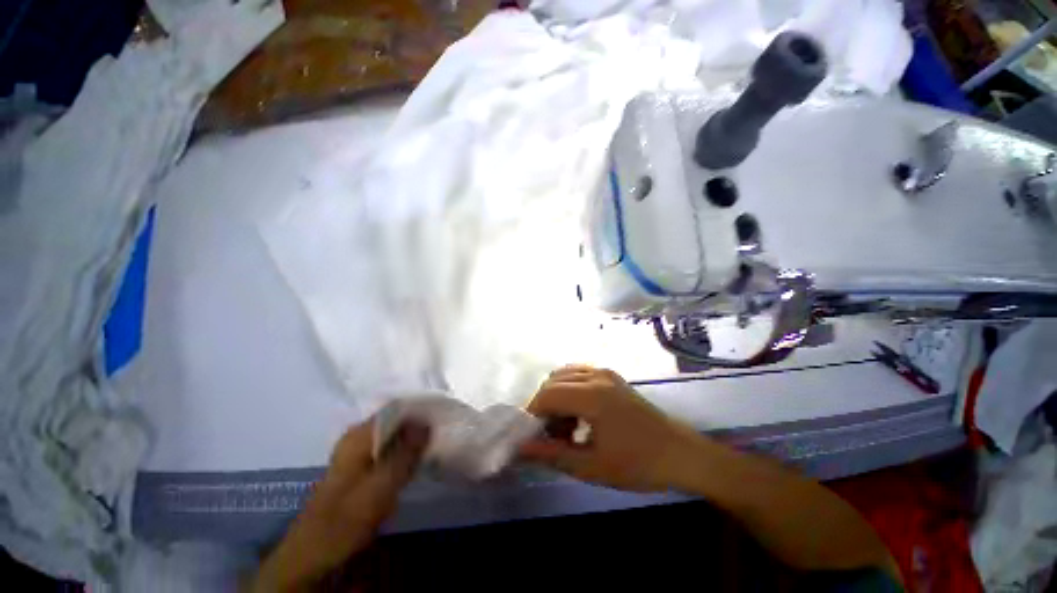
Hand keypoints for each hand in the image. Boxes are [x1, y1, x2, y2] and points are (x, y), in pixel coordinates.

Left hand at [252, 420, 428, 591]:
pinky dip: (406, 454)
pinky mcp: (363, 469)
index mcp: (359, 434)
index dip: (422, 409)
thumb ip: (404, 453)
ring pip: (396, 437)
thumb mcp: (379, 486)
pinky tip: (420, 461)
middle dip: (421, 425)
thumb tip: (428, 421)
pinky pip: (391, 452)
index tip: (445, 415)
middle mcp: (359, 437)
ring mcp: (359, 453)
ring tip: (438, 444)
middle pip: (398, 421)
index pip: (397, 407)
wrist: (315, 554)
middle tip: (445, 432)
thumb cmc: (345, 518)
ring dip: (415, 441)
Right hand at [519, 365, 702, 491]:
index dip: (533, 414)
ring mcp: (605, 373)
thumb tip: (520, 449)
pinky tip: (579, 413)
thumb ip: (552, 455)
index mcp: (592, 395)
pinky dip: (569, 390)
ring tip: (566, 426)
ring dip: (556, 397)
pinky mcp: (611, 376)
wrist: (680, 454)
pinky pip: (579, 374)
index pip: (547, 395)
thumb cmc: (638, 464)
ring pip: (564, 375)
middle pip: (553, 382)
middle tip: (550, 435)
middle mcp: (596, 376)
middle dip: (544, 407)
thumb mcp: (592, 467)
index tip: (532, 437)